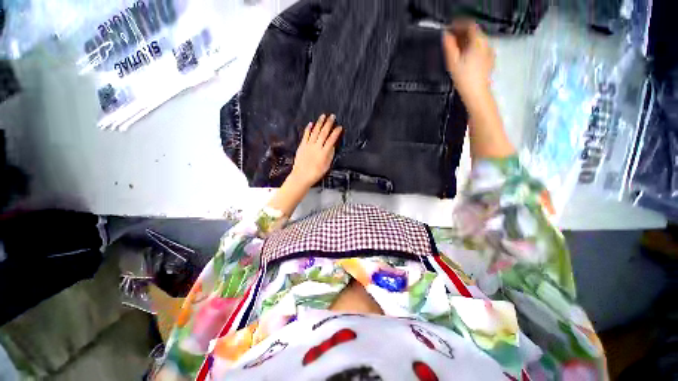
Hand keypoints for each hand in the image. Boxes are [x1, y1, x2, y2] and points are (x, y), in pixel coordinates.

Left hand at [290, 114, 342, 186]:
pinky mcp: (302, 146)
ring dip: (319, 123)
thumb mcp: (326, 166)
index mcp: (324, 153)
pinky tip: (311, 123)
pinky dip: (308, 129)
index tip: (340, 127)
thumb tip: (333, 146)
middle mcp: (316, 147)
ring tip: (323, 116)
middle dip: (329, 124)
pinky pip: (305, 135)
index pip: (331, 140)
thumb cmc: (315, 173)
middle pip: (323, 133)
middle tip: (332, 116)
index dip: (336, 133)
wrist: (301, 176)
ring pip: (315, 132)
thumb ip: (330, 155)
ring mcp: (308, 145)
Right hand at [443, 21, 494, 102]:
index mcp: (478, 41)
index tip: (450, 28)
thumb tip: (445, 35)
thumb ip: (449, 46)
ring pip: (477, 41)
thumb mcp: (453, 62)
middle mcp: (486, 44)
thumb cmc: (465, 79)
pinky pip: (480, 49)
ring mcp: (489, 53)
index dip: (459, 24)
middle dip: (462, 34)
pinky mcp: (489, 61)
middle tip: (451, 39)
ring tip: (456, 49)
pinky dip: (472, 49)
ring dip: (467, 42)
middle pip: (474, 33)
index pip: (469, 25)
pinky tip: (465, 57)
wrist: (476, 94)